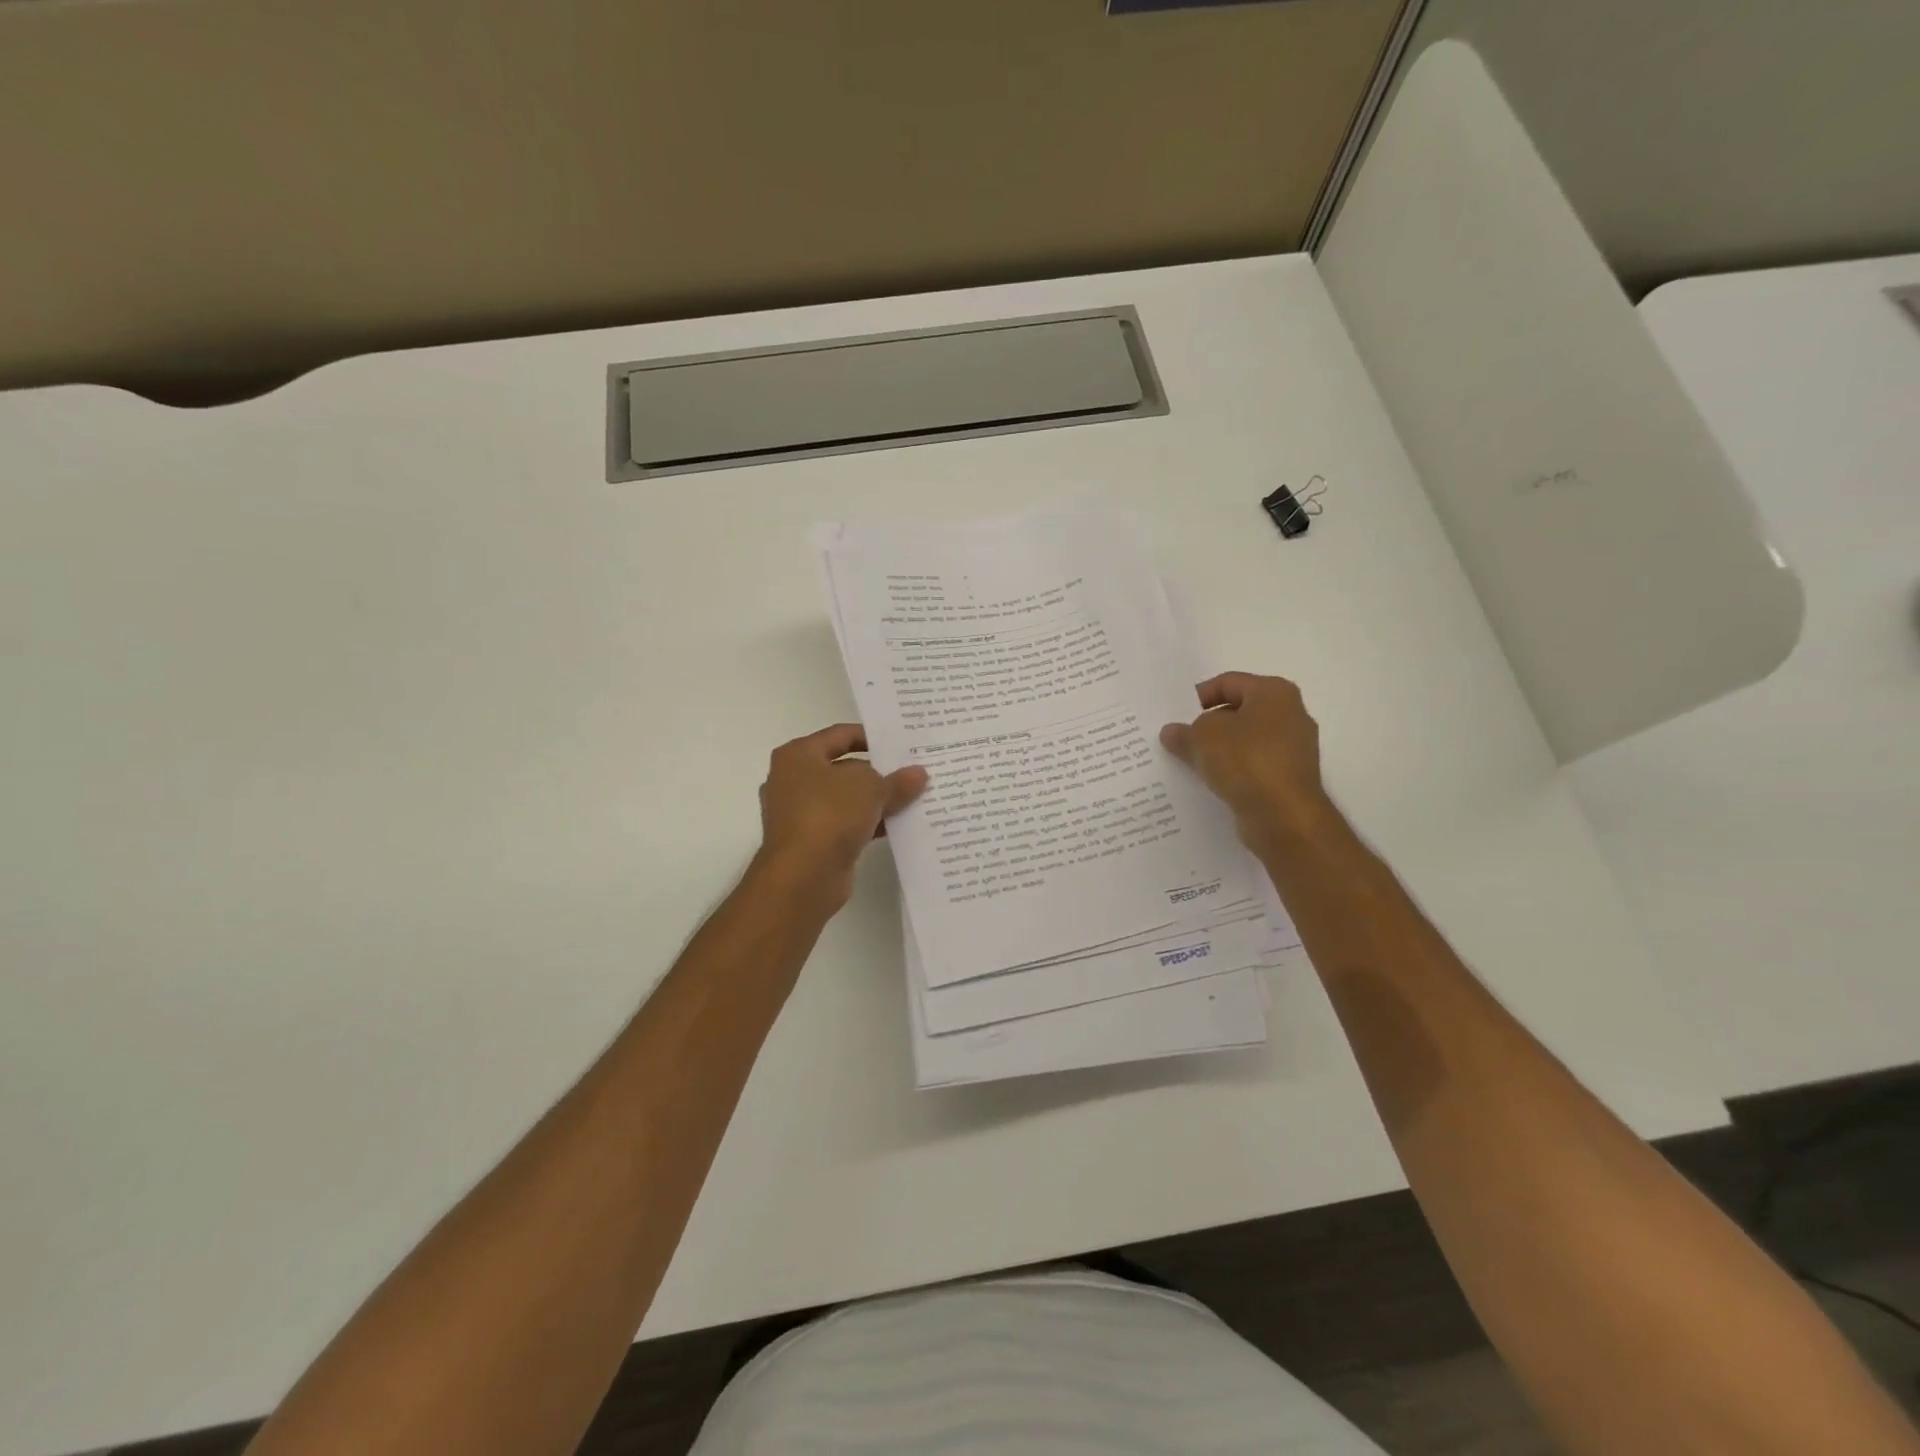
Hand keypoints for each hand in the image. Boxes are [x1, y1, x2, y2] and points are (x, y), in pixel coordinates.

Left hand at [754, 724, 928, 909]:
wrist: (803, 876)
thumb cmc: (829, 814)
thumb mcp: (871, 788)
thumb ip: (897, 780)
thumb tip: (919, 774)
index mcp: (798, 755)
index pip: (840, 734)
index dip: (872, 736)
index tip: (902, 742)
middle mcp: (793, 780)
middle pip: (844, 768)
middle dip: (879, 771)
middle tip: (914, 770)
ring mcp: (801, 813)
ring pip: (846, 799)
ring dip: (877, 800)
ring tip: (915, 797)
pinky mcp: (812, 841)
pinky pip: (846, 824)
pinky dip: (869, 823)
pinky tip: (900, 825)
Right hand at [1160, 672, 1337, 857]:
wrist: (1284, 817)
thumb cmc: (1246, 761)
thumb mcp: (1202, 738)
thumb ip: (1184, 731)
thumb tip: (1173, 732)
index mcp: (1274, 693)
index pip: (1228, 682)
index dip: (1198, 696)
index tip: (1176, 715)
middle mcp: (1290, 715)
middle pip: (1238, 712)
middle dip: (1207, 725)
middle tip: (1179, 738)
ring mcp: (1293, 749)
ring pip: (1245, 741)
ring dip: (1218, 750)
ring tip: (1189, 762)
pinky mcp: (1289, 778)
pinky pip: (1253, 766)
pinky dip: (1233, 771)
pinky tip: (1210, 782)